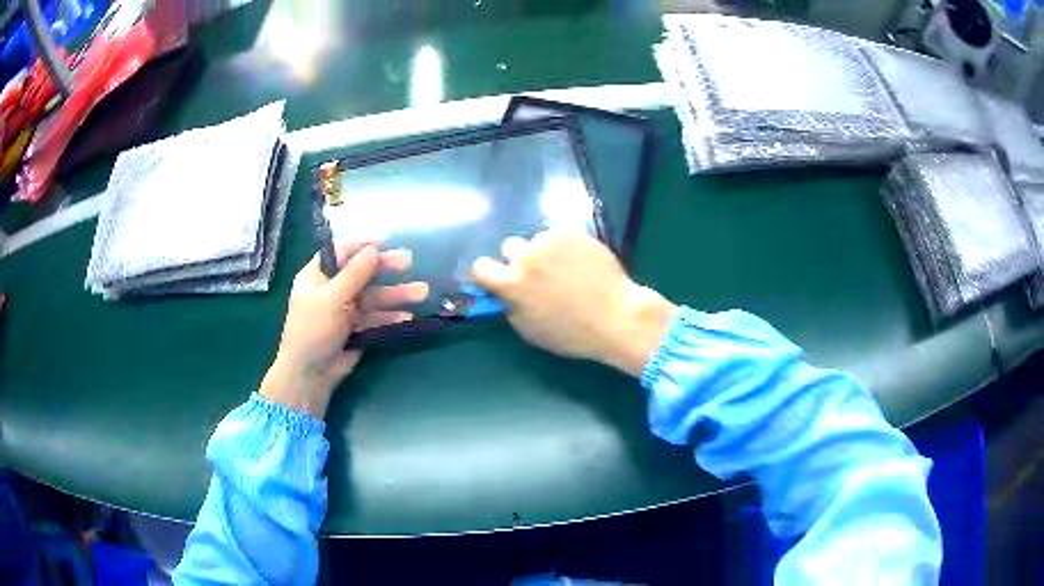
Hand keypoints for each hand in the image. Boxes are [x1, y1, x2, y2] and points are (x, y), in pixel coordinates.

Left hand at [261, 243, 428, 416]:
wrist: (310, 372)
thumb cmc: (313, 329)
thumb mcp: (332, 297)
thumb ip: (354, 273)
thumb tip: (374, 249)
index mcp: (318, 276)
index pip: (341, 253)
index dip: (362, 246)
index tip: (386, 242)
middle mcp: (332, 289)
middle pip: (362, 273)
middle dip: (385, 268)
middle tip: (409, 262)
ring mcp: (345, 310)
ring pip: (374, 297)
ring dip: (396, 294)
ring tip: (422, 293)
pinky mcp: (356, 329)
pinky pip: (376, 318)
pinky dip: (391, 317)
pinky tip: (408, 317)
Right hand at [472, 231, 675, 376]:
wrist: (615, 317)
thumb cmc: (572, 333)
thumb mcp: (530, 330)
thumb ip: (511, 306)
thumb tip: (504, 294)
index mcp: (512, 284)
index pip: (480, 266)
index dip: (488, 272)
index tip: (498, 278)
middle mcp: (527, 257)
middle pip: (509, 247)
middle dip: (519, 259)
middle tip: (539, 274)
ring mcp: (551, 242)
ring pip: (537, 240)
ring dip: (545, 251)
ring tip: (567, 269)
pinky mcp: (572, 232)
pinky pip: (560, 235)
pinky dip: (566, 246)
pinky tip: (581, 262)